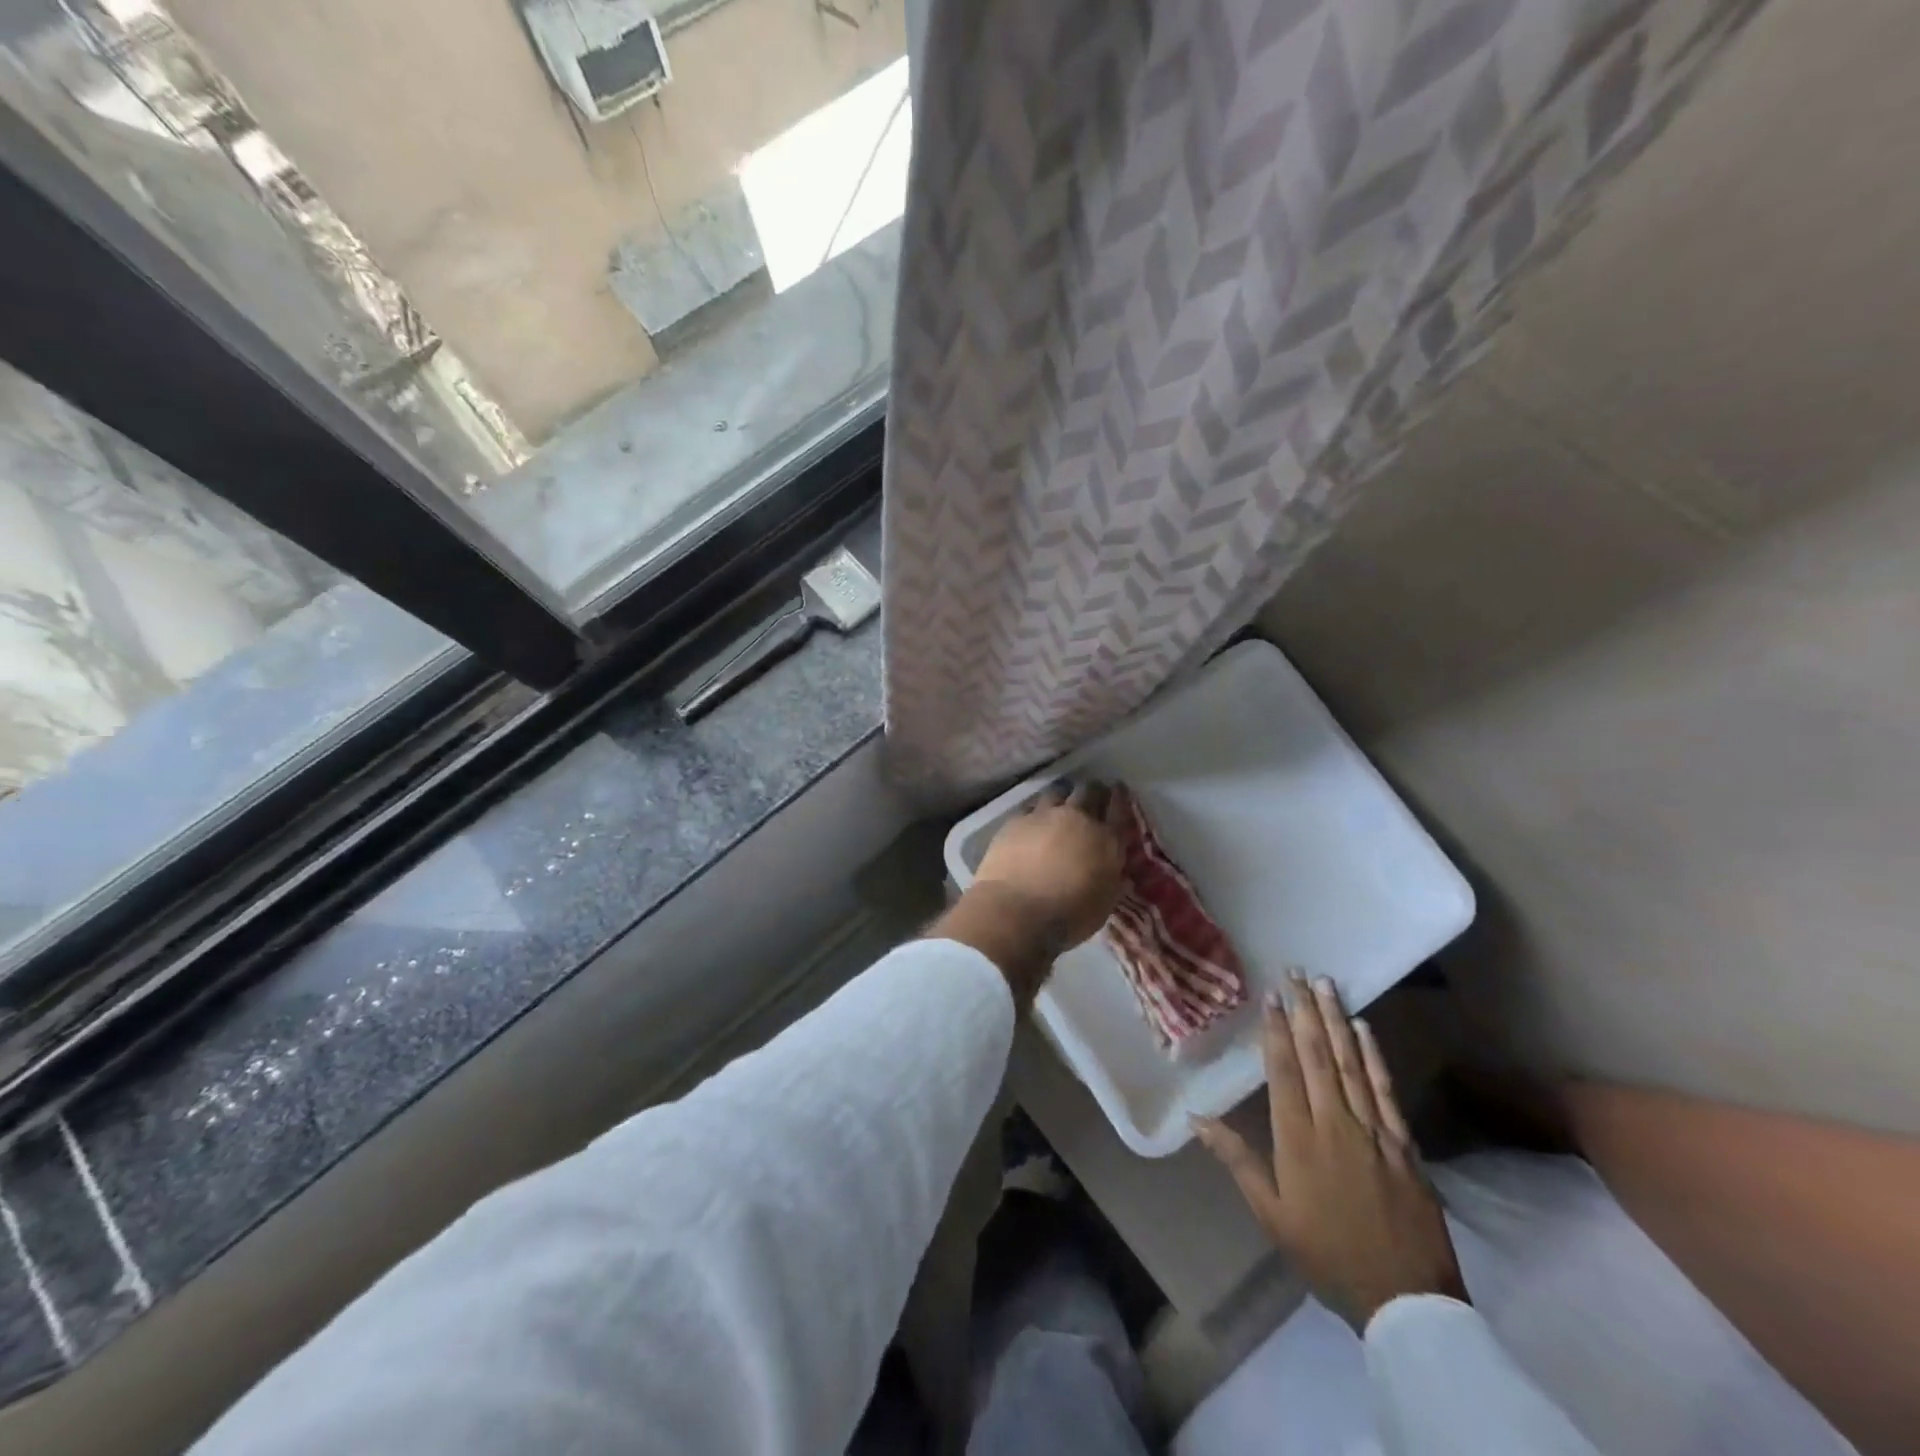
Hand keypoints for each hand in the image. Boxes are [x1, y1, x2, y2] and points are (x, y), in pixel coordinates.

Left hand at [930, 780, 1123, 1003]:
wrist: (1016, 910)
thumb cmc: (1068, 915)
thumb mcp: (1104, 901)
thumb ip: (1110, 875)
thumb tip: (1110, 864)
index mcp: (1106, 839)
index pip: (1119, 809)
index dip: (1119, 797)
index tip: (1118, 790)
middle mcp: (1077, 818)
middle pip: (1088, 791)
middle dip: (1092, 791)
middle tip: (1092, 796)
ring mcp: (1044, 816)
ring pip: (1057, 792)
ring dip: (1063, 796)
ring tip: (1061, 803)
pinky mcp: (1015, 821)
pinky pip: (1030, 807)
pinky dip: (1036, 811)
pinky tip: (1033, 820)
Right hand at [1194, 972, 1466, 1332]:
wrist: (1404, 1298)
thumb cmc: (1326, 1252)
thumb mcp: (1271, 1213)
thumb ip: (1237, 1159)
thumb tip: (1197, 1116)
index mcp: (1298, 1138)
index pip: (1284, 1070)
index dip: (1276, 1030)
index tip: (1271, 996)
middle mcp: (1334, 1122)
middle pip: (1317, 1055)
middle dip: (1305, 1010)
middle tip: (1296, 972)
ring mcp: (1373, 1129)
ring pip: (1350, 1062)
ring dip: (1336, 1019)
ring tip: (1325, 984)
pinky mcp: (1402, 1142)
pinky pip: (1384, 1088)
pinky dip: (1373, 1054)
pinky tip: (1364, 1027)